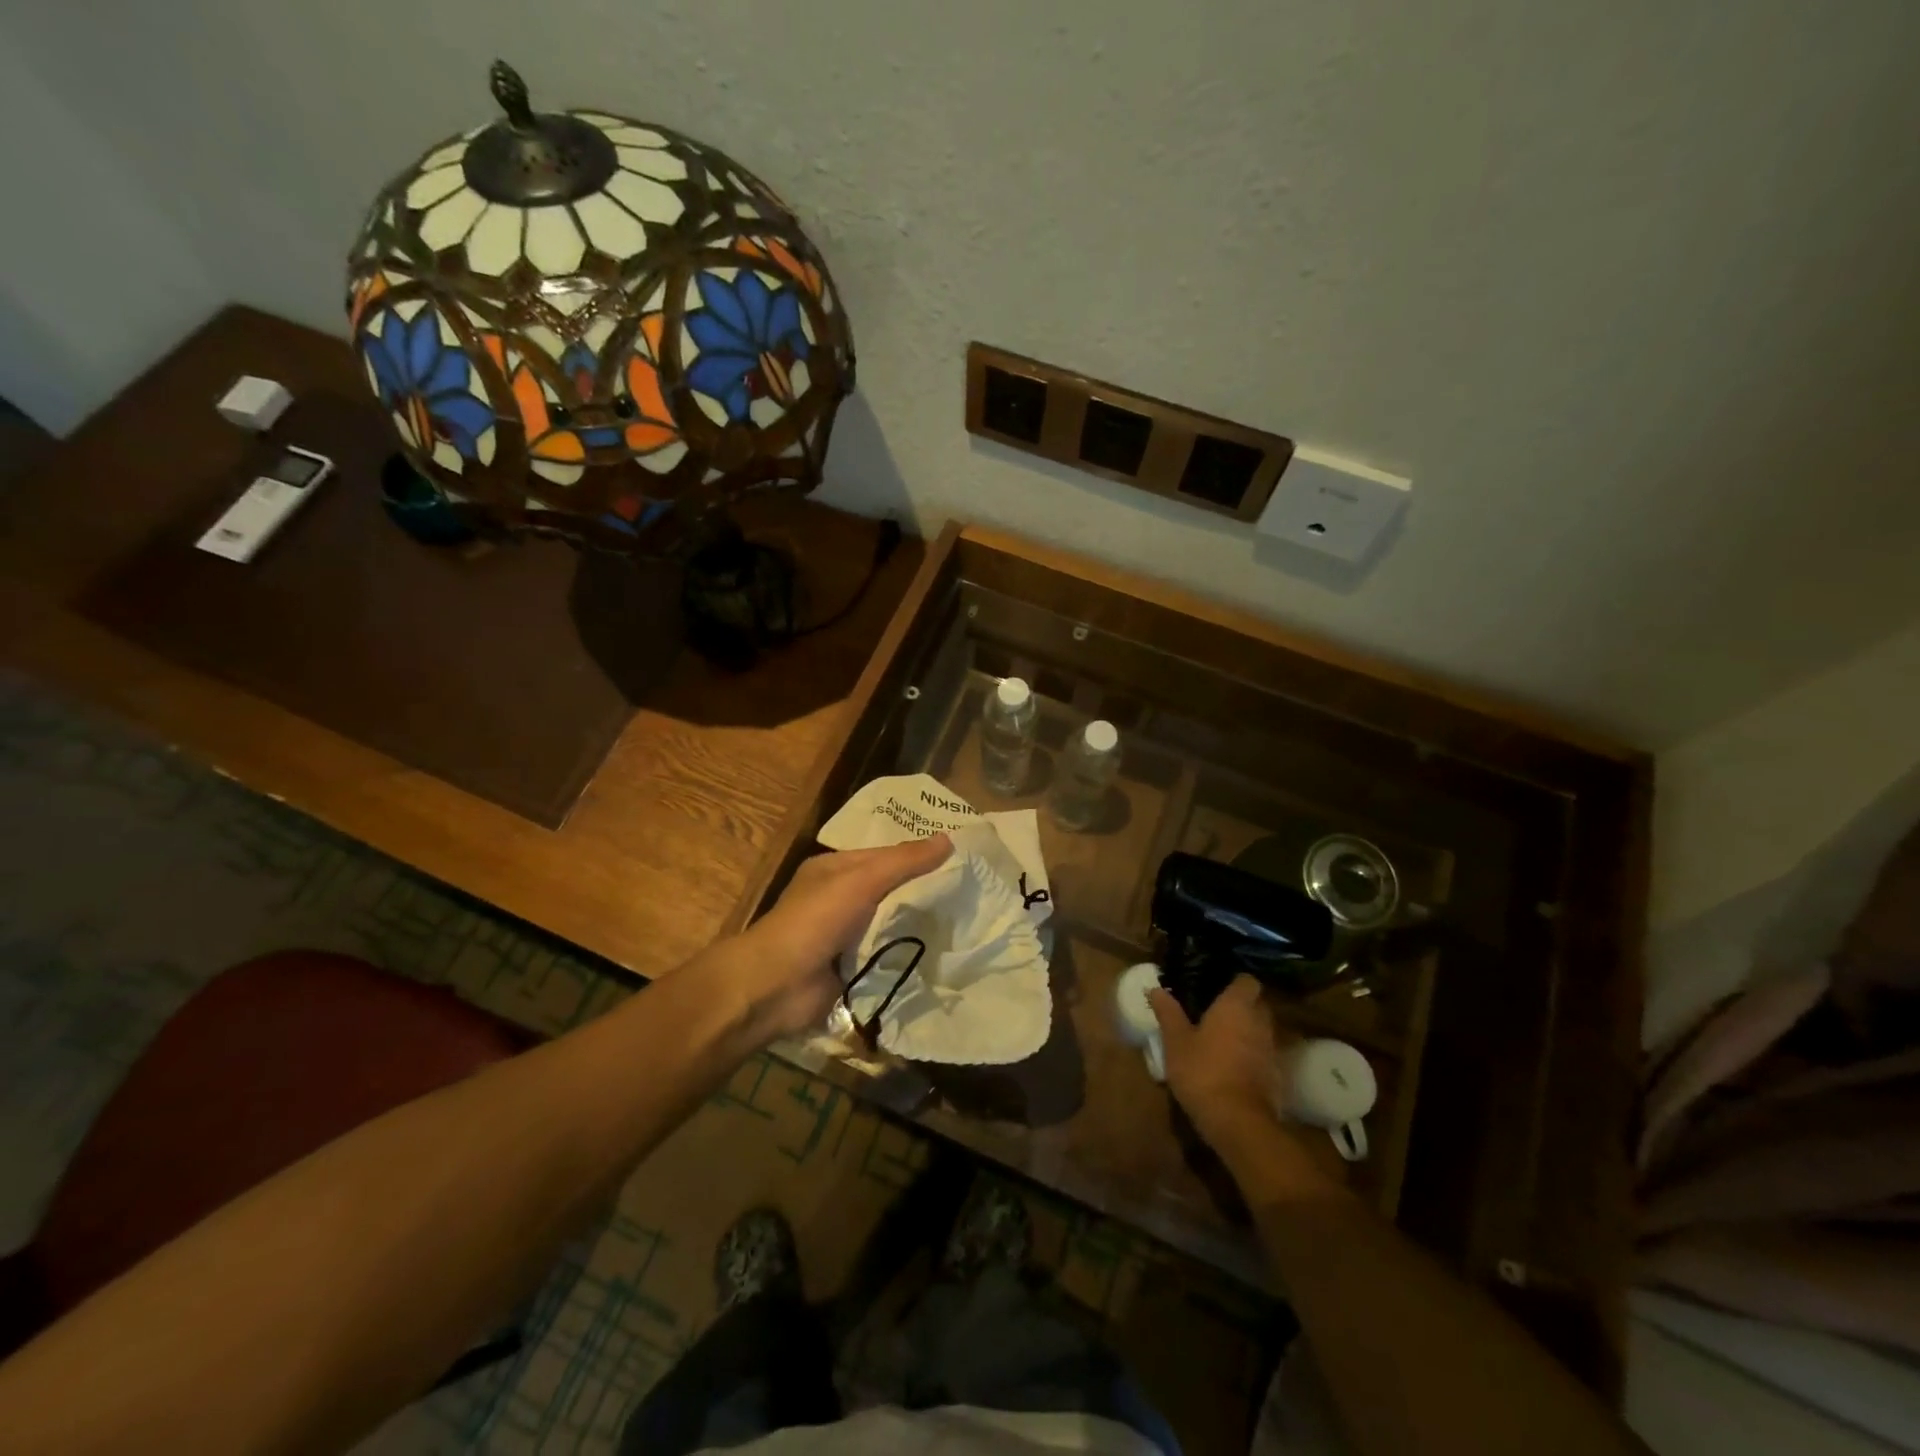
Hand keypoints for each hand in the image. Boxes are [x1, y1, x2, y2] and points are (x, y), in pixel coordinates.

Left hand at [705, 836, 952, 1044]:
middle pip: (888, 891)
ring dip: (915, 927)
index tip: (957, 860)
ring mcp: (842, 936)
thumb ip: (903, 862)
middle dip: (920, 893)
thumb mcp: (860, 881)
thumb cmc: (815, 921)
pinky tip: (939, 955)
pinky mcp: (849, 969)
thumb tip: (948, 840)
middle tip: (969, 893)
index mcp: (833, 870)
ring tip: (964, 923)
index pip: (883, 856)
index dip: (916, 856)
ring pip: (888, 924)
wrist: (775, 986)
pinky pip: (884, 956)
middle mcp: (837, 899)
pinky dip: (904, 956)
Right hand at [1150, 975, 1287, 1152]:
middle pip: (1257, 1005)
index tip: (1217, 988)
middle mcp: (1260, 1023)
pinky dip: (1252, 1057)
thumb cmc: (1203, 1072)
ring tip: (1221, 1042)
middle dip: (1241, 1007)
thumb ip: (1168, 1013)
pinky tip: (1232, 1068)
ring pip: (1261, 1031)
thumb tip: (1155, 988)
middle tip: (1215, 1014)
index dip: (1235, 983)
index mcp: (1236, 1006)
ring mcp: (1272, 1050)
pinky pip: (1264, 1056)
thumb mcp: (1175, 1041)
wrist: (1238, 1122)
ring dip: (1247, 1033)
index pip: (1248, 981)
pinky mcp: (1276, 1076)